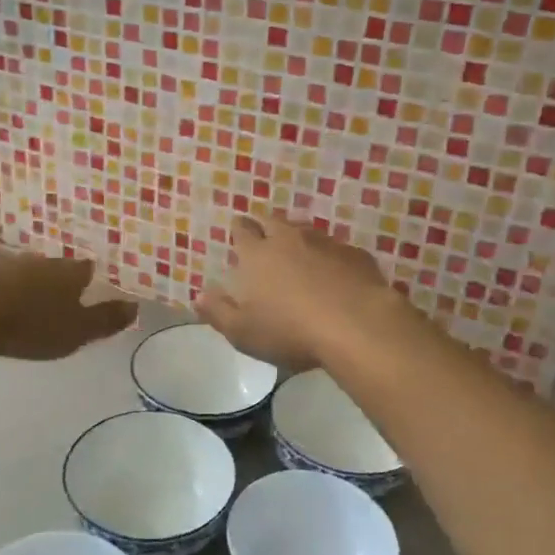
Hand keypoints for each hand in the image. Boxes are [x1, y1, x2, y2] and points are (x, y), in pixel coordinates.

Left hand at [0, 254, 136, 360]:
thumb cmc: (31, 324)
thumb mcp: (77, 331)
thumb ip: (106, 320)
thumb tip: (136, 306)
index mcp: (68, 271)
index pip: (86, 270)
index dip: (89, 280)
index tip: (89, 290)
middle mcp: (40, 261)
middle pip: (55, 268)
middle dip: (57, 282)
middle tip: (59, 299)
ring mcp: (6, 265)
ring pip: (25, 272)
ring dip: (28, 285)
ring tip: (28, 303)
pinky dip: (1, 291)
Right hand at [197, 216, 398, 370]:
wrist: (356, 325)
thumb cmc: (289, 331)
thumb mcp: (243, 332)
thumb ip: (218, 312)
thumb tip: (198, 295)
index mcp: (257, 255)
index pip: (243, 230)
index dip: (239, 229)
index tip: (239, 231)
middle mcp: (289, 240)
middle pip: (274, 222)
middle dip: (267, 227)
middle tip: (266, 240)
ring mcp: (326, 244)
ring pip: (307, 232)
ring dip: (300, 241)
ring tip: (300, 256)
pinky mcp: (356, 255)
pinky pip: (338, 250)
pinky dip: (331, 258)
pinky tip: (336, 275)